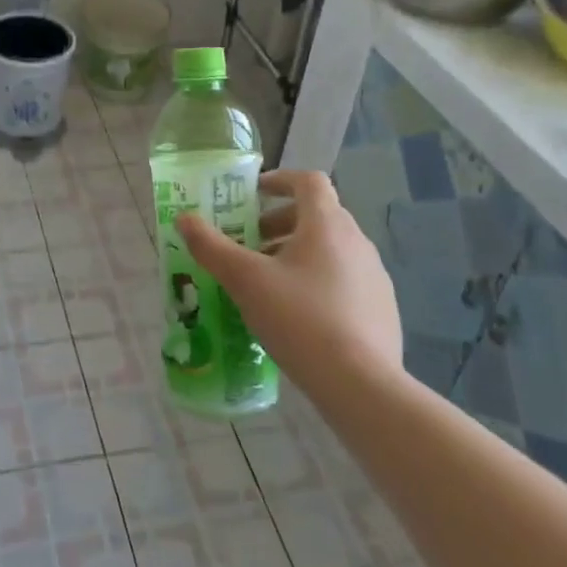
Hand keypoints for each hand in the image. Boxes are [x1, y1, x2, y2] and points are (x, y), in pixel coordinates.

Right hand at [176, 170, 401, 384]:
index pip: (309, 181)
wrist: (362, 386)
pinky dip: (318, 281)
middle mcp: (357, 242)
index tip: (253, 195)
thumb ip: (211, 246)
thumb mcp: (245, 280)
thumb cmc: (300, 319)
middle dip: (280, 223)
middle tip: (251, 245)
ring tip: (269, 283)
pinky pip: (345, 280)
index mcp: (327, 225)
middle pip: (318, 215)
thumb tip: (184, 219)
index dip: (279, 180)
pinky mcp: (382, 309)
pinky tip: (298, 316)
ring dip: (298, 253)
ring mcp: (375, 277)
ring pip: (332, 249)